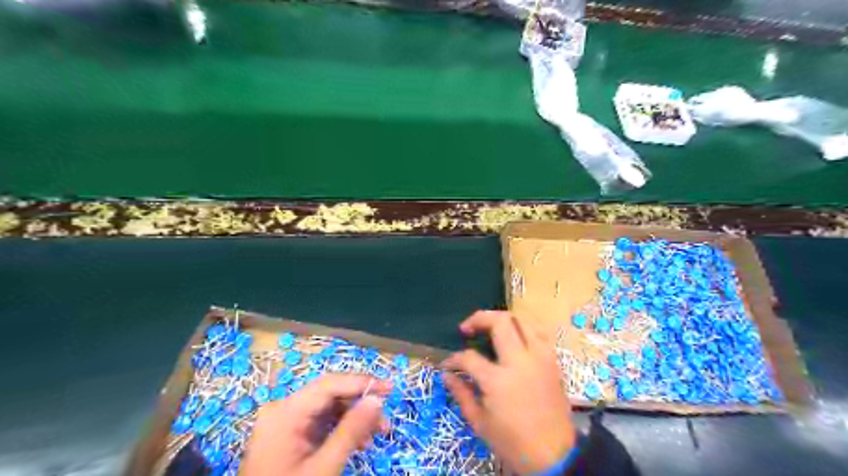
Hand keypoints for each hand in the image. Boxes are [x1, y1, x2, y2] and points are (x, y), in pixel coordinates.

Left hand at [241, 375, 389, 475]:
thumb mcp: (323, 467)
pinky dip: (341, 429)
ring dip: (354, 419)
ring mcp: (285, 422)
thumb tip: (376, 400)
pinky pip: (321, 422)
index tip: (390, 388)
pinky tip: (358, 442)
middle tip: (385, 419)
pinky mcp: (289, 435)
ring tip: (377, 435)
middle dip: (360, 405)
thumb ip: (350, 431)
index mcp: (285, 412)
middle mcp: (283, 409)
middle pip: (330, 395)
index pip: (329, 385)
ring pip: (328, 409)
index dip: (361, 383)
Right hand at [444, 310, 576, 474]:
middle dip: (478, 318)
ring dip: (502, 319)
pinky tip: (515, 335)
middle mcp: (520, 361)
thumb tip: (447, 375)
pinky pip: (539, 331)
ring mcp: (540, 357)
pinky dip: (524, 327)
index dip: (453, 359)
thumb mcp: (480, 422)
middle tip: (467, 329)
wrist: (554, 455)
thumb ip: (461, 393)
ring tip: (490, 328)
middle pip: (499, 322)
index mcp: (498, 380)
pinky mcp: (552, 360)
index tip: (447, 365)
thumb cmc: (513, 442)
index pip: (469, 357)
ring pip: (522, 319)